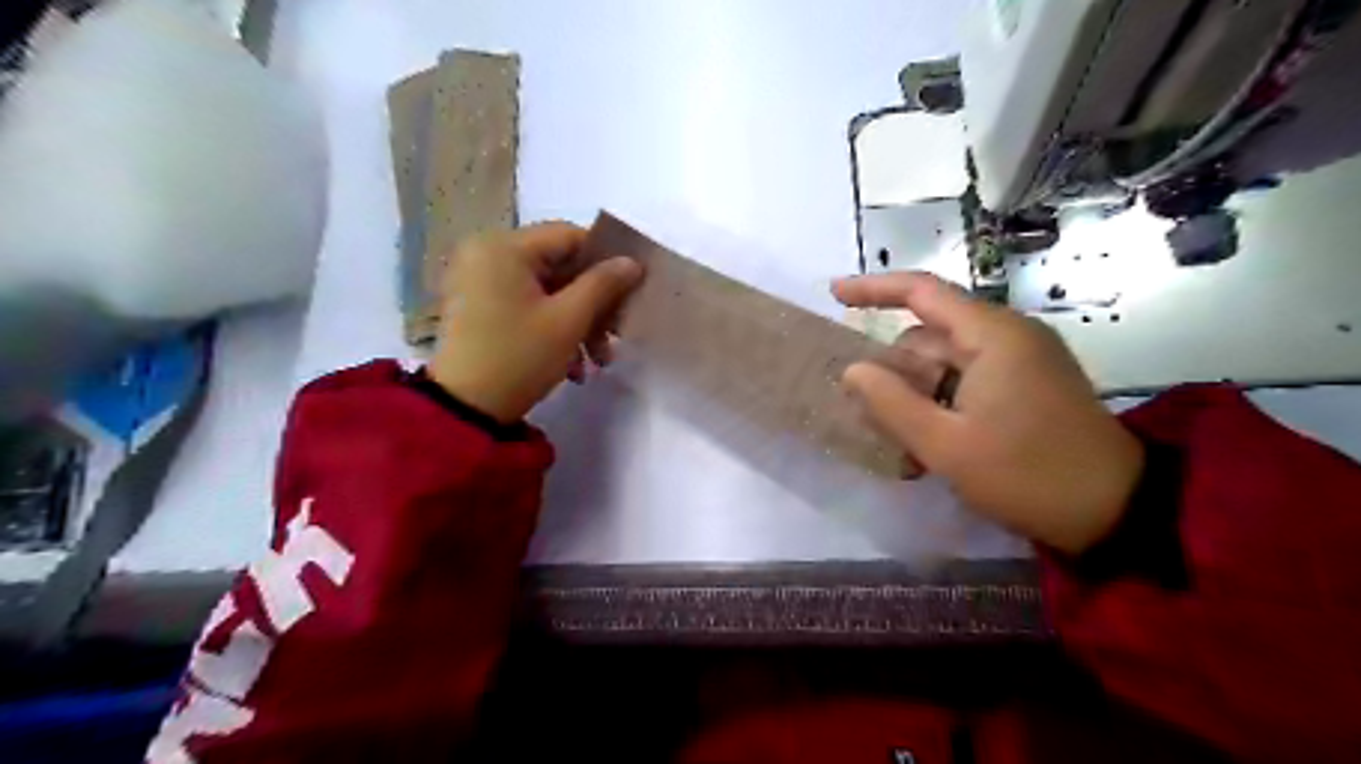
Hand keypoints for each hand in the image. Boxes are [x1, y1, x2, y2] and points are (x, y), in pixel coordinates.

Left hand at [430, 219, 643, 423]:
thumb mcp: (568, 321)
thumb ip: (604, 285)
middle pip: (559, 266)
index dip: (605, 262)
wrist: (464, 410)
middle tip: (615, 337)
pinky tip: (571, 366)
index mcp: (504, 246)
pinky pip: (527, 305)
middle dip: (592, 304)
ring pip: (547, 290)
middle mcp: (487, 253)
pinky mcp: (479, 306)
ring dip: (577, 323)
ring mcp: (480, 281)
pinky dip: (552, 328)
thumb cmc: (518, 358)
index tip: (629, 294)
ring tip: (595, 362)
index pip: (570, 236)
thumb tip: (632, 262)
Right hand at [836, 271, 1140, 551]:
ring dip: (917, 396)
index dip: (873, 289)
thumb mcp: (945, 445)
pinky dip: (941, 404)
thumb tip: (852, 370)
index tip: (834, 294)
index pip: (922, 292)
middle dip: (895, 372)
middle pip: (929, 337)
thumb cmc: (1027, 475)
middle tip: (870, 417)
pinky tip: (930, 444)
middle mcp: (1007, 336)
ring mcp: (1021, 360)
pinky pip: (967, 381)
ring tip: (903, 445)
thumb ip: (891, 403)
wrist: (1117, 511)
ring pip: (945, 364)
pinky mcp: (1027, 384)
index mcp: (992, 336)